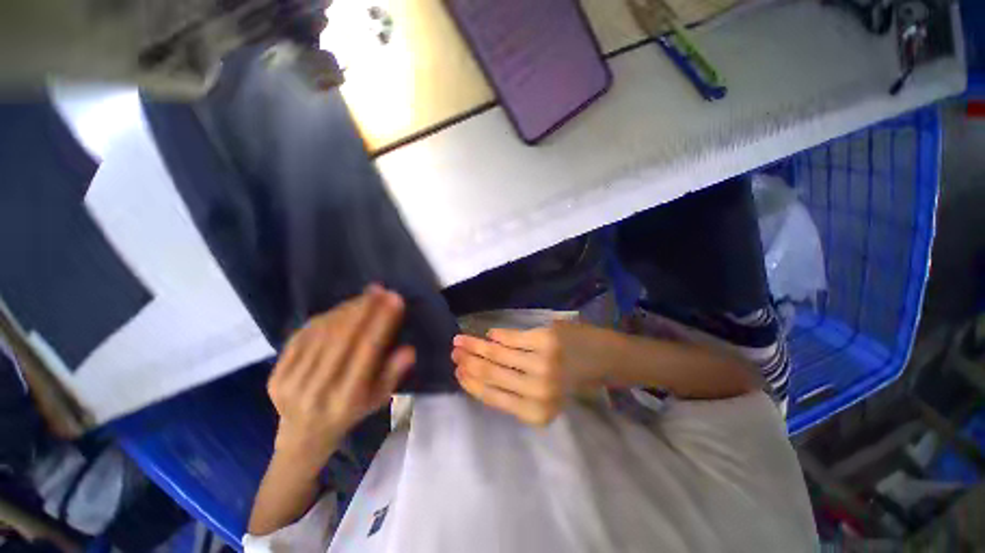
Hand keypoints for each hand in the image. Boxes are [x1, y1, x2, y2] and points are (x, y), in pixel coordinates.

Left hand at [267, 285, 414, 467]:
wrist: (302, 437)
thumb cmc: (350, 414)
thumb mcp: (378, 401)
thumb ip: (393, 374)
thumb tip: (408, 349)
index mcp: (347, 400)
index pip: (367, 352)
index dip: (382, 322)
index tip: (395, 300)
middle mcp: (317, 390)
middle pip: (342, 338)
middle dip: (364, 308)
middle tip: (380, 290)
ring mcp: (292, 382)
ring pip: (322, 334)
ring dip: (346, 309)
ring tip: (365, 295)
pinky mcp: (276, 375)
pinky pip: (302, 337)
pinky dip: (324, 318)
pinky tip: (341, 308)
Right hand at [451, 322, 620, 425]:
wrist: (607, 360)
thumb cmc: (575, 381)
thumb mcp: (545, 397)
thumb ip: (515, 391)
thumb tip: (481, 373)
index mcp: (537, 411)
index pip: (492, 397)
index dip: (471, 383)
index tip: (457, 372)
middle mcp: (537, 391)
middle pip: (491, 374)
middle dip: (468, 362)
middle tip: (453, 352)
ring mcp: (541, 363)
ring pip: (497, 354)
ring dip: (475, 346)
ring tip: (460, 340)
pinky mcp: (545, 340)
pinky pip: (512, 338)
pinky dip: (498, 335)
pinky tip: (489, 334)